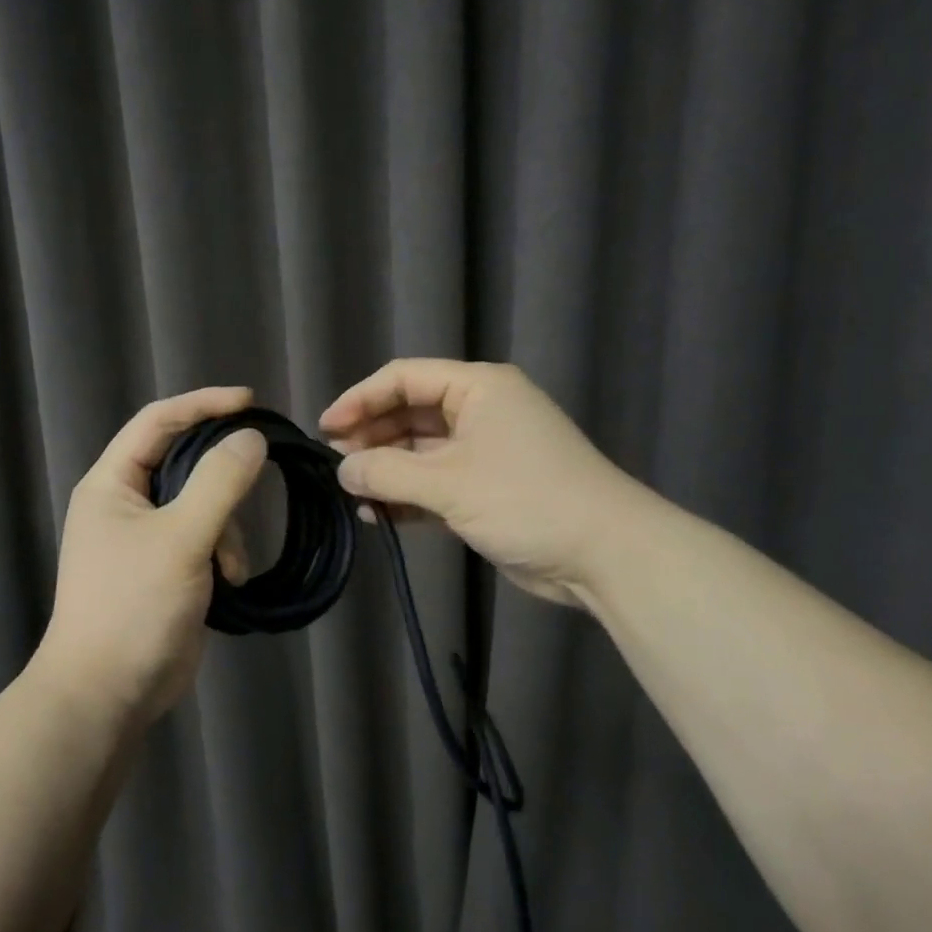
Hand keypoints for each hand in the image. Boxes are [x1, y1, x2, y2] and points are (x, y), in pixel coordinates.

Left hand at [37, 387, 267, 726]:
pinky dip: (222, 554)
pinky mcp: (167, 568)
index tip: (250, 401)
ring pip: (202, 505)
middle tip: (259, 472)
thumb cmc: (133, 606)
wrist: (107, 693)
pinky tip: (229, 584)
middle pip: (184, 462)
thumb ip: (219, 482)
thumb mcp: (181, 538)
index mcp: (112, 483)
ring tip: (229, 568)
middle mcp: (126, 503)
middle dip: (222, 478)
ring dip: (226, 530)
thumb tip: (252, 438)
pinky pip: (205, 539)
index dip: (202, 404)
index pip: (158, 421)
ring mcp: (147, 538)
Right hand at [320, 359, 619, 606]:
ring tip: (351, 491)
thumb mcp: (449, 483)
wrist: (604, 554)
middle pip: (411, 412)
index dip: (361, 398)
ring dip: (387, 469)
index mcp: (478, 388)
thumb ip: (387, 472)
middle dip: (372, 436)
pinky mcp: (488, 489)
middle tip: (336, 463)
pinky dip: (408, 496)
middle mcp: (481, 411)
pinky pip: (436, 482)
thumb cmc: (526, 500)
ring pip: (421, 451)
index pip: (405, 377)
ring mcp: (486, 451)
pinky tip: (378, 514)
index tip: (326, 428)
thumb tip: (342, 469)